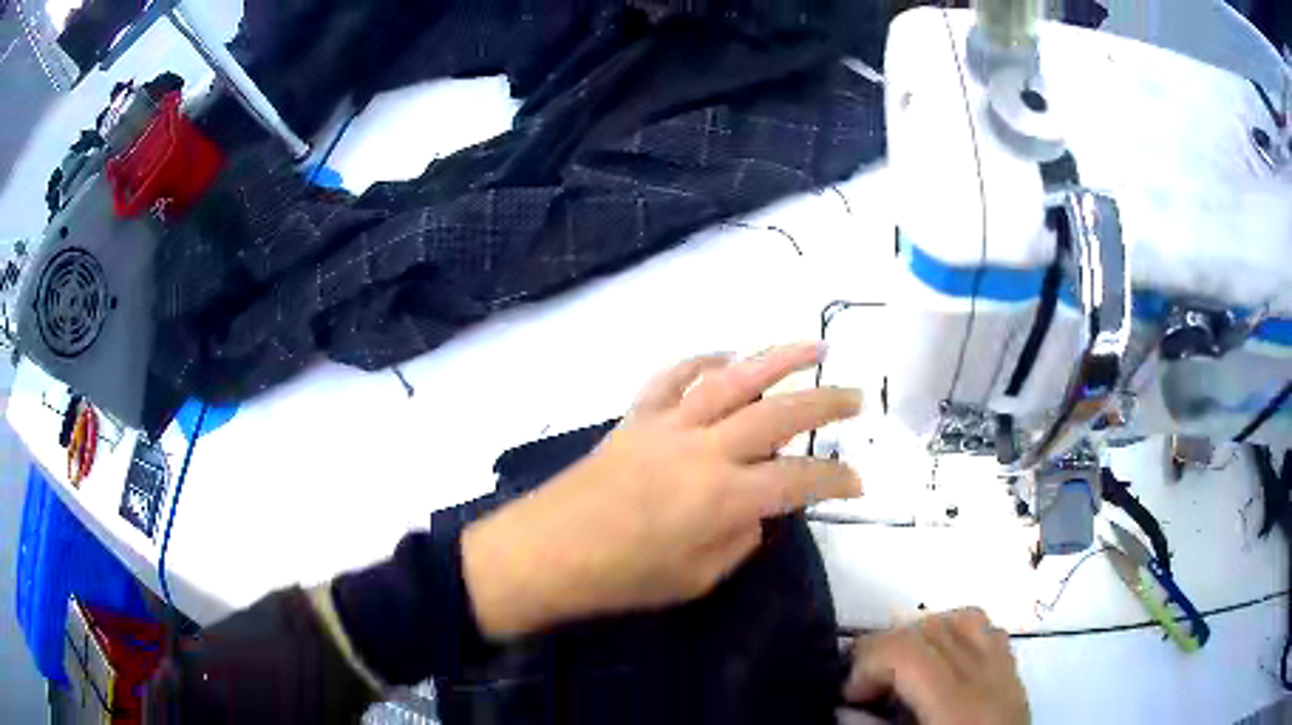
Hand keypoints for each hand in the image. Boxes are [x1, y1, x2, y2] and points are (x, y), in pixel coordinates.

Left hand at [463, 342, 862, 638]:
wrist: (545, 553)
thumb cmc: (621, 579)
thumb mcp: (696, 579)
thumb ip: (740, 539)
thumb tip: (760, 510)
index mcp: (723, 499)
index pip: (799, 480)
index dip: (835, 480)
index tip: (857, 482)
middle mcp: (704, 450)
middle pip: (780, 414)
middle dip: (826, 404)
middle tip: (857, 398)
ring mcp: (668, 425)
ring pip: (734, 378)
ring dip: (779, 358)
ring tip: (815, 348)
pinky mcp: (636, 417)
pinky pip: (673, 376)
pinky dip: (703, 361)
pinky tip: (726, 357)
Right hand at [844, 608, 1029, 724]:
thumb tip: (843, 709)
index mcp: (957, 706)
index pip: (908, 650)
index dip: (867, 662)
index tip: (848, 694)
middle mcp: (986, 678)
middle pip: (932, 628)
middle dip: (885, 649)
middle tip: (865, 688)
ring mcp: (1006, 671)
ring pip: (963, 619)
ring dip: (920, 636)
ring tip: (900, 670)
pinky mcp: (1014, 674)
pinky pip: (989, 631)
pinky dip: (958, 634)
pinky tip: (941, 662)